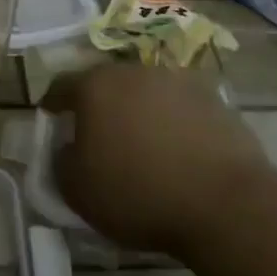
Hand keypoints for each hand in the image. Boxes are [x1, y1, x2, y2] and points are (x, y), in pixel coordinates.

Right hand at [41, 62, 269, 257]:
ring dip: (138, 113)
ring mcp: (177, 82)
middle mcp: (134, 71)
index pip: (61, 86)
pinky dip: (173, 124)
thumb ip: (60, 163)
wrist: (225, 203)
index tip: (51, 121)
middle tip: (97, 137)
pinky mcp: (213, 100)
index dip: (52, 104)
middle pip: (106, 84)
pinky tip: (178, 154)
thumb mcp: (78, 191)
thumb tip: (67, 149)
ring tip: (141, 147)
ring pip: (145, 93)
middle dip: (99, 106)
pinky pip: (180, 109)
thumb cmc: (138, 193)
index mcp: (95, 86)